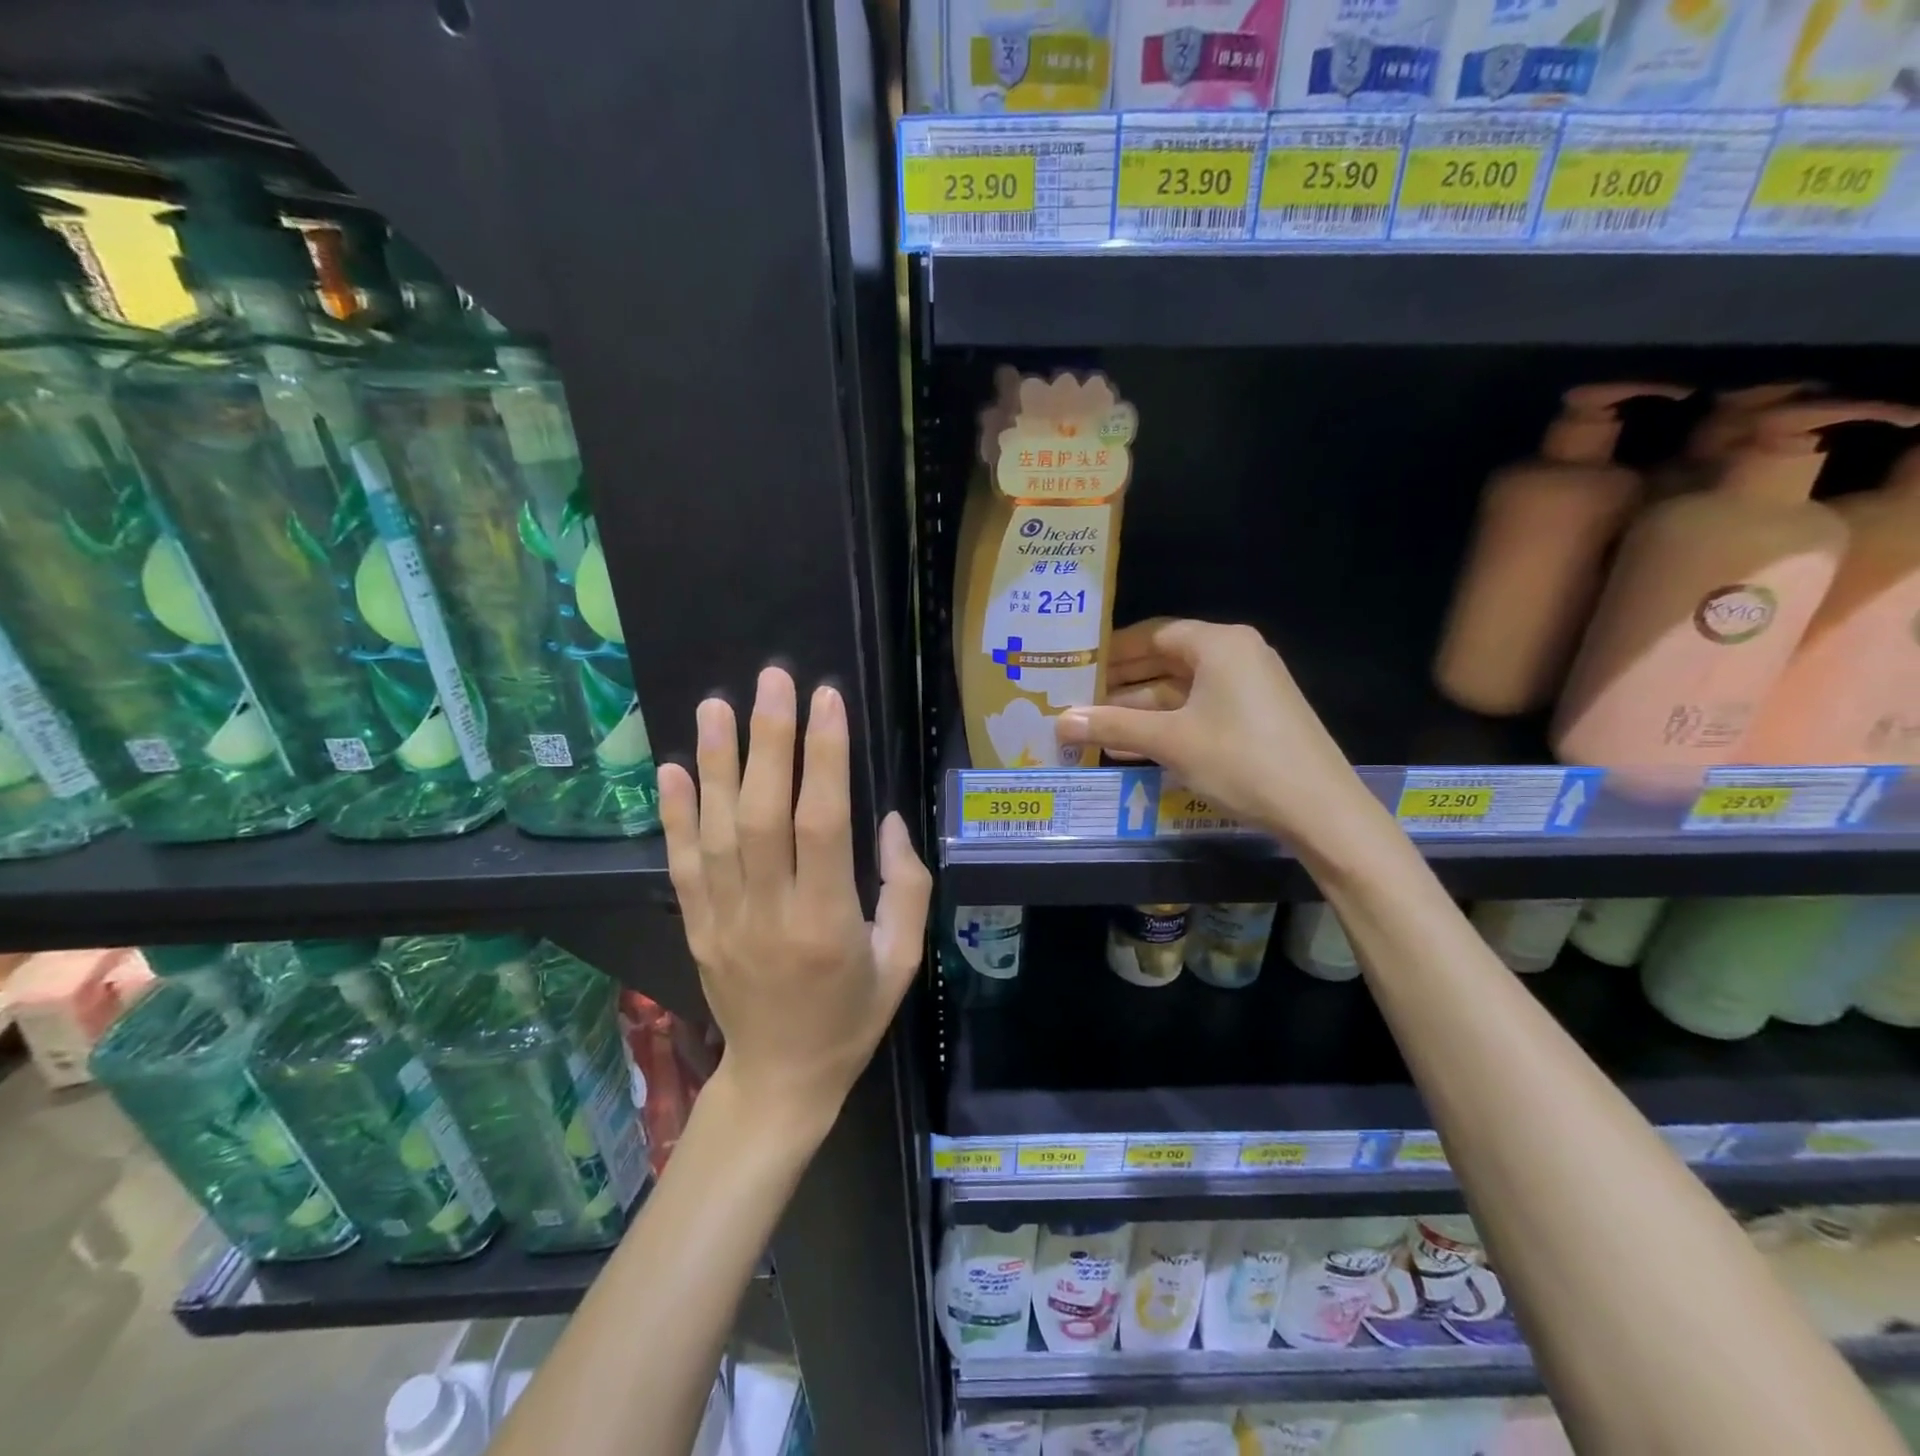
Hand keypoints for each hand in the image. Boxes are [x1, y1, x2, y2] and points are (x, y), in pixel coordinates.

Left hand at [658, 667, 931, 1138]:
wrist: (781, 1078)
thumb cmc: (853, 1016)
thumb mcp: (903, 960)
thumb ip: (906, 887)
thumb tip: (883, 819)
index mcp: (827, 922)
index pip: (822, 823)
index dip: (824, 757)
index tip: (828, 701)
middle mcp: (769, 912)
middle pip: (763, 814)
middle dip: (768, 740)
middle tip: (773, 680)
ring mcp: (723, 919)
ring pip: (715, 830)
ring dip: (715, 763)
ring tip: (716, 705)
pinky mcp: (695, 927)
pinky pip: (681, 864)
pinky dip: (675, 814)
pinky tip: (672, 768)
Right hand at [1060, 619, 1375, 845]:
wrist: (1321, 810)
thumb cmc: (1241, 761)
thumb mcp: (1170, 742)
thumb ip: (1114, 727)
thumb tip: (1061, 721)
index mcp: (1219, 644)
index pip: (1153, 633)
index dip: (1112, 651)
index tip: (1077, 668)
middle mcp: (1236, 654)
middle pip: (1166, 660)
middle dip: (1122, 683)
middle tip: (1078, 699)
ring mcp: (1249, 686)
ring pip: (1181, 689)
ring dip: (1140, 709)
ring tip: (1094, 728)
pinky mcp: (1255, 716)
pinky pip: (1199, 709)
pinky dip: (1167, 724)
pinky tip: (1132, 746)